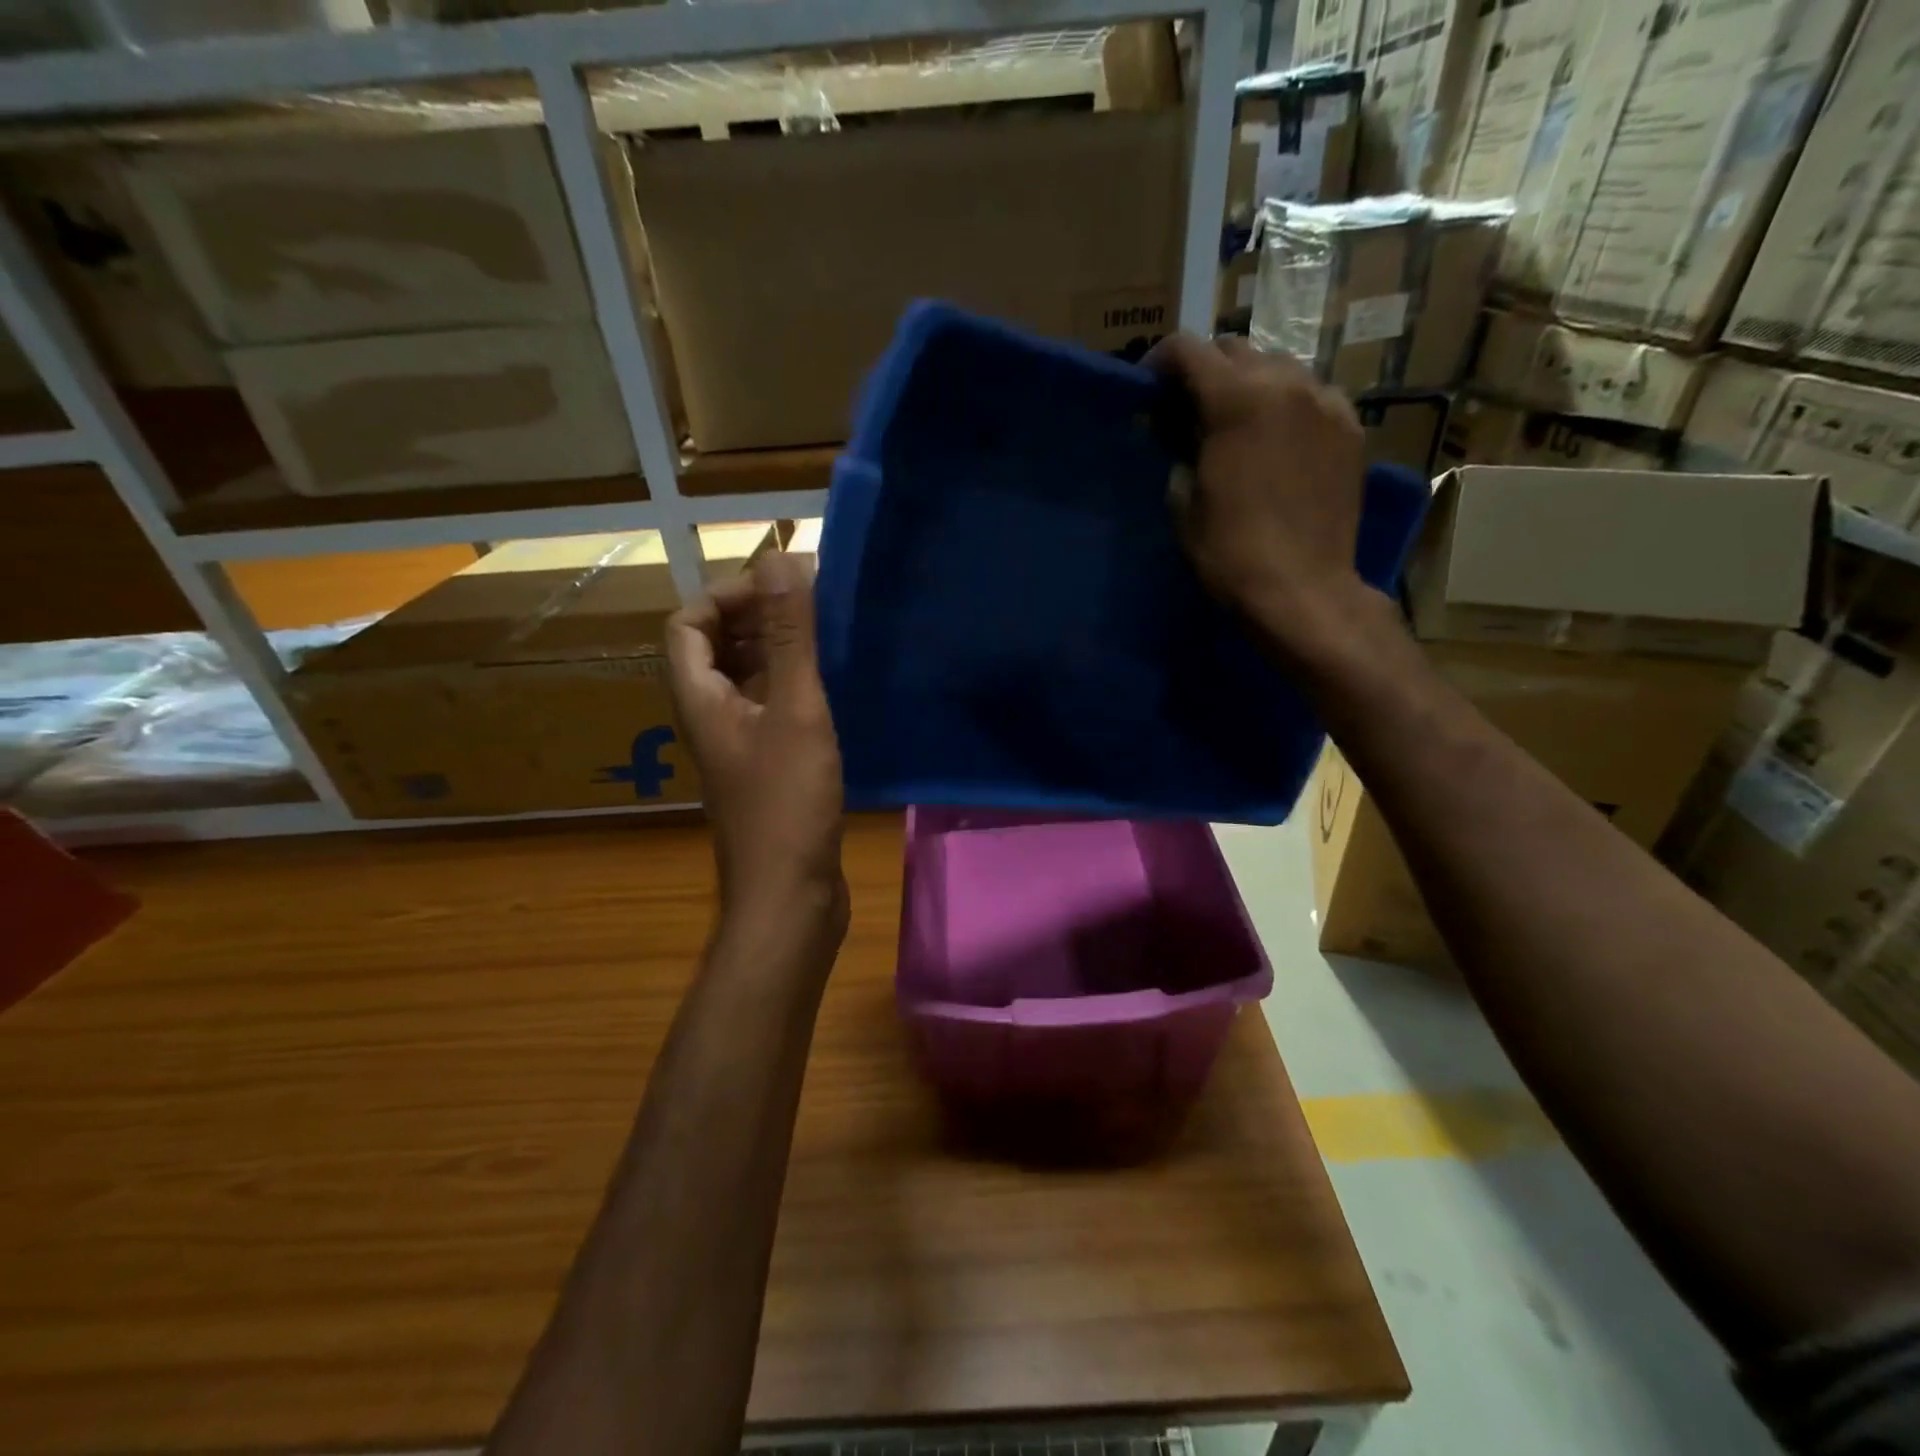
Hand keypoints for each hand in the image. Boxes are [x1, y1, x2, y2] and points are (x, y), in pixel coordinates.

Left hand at [666, 552, 847, 933]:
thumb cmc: (787, 804)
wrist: (789, 897)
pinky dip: (796, 688)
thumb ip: (788, 636)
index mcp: (700, 698)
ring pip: (748, 680)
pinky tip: (836, 688)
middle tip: (813, 607)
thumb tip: (778, 557)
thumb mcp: (794, 710)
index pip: (688, 624)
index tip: (780, 587)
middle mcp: (710, 717)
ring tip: (828, 639)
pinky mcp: (768, 769)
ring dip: (779, 652)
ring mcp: (739, 746)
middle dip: (757, 618)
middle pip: (716, 648)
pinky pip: (773, 710)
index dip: (726, 595)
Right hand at [1148, 334, 1372, 658]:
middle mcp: (1286, 383)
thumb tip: (1181, 437)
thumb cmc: (1230, 552)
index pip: (1189, 350)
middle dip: (1207, 371)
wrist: (1302, 588)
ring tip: (1236, 424)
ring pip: (1279, 368)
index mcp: (1237, 399)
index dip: (1160, 360)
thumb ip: (1179, 453)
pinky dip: (1287, 406)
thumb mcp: (1184, 503)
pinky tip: (1277, 441)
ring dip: (1249, 384)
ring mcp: (1326, 402)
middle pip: (1236, 349)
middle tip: (1190, 409)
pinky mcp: (1350, 428)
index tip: (1148, 386)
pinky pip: (1312, 396)